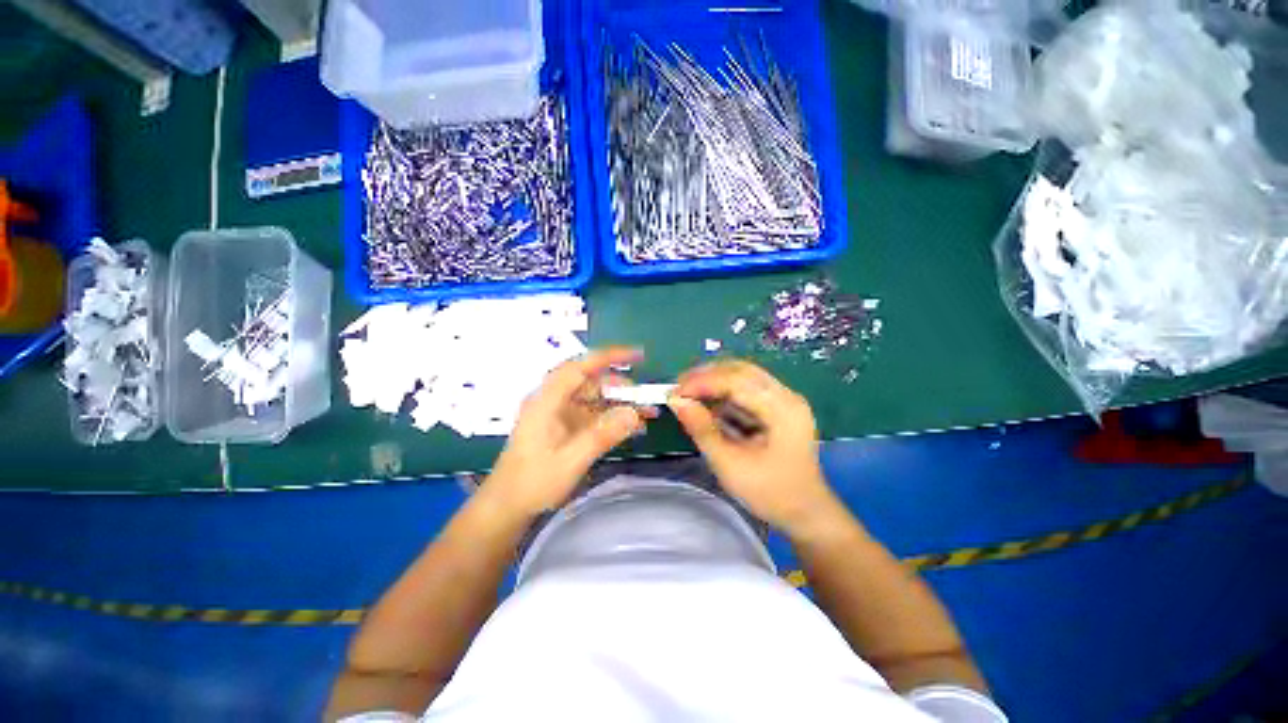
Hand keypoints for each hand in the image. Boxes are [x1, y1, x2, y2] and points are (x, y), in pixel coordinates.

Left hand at [485, 347, 648, 516]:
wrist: (507, 507)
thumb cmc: (533, 482)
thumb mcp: (571, 460)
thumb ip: (602, 435)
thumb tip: (634, 413)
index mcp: (547, 400)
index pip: (580, 367)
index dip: (609, 357)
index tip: (637, 355)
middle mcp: (553, 400)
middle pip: (590, 382)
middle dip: (620, 387)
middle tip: (646, 399)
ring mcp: (559, 414)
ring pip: (594, 398)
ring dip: (619, 404)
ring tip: (646, 413)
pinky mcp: (564, 426)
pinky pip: (592, 415)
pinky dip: (612, 418)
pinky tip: (631, 426)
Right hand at [669, 360, 838, 533]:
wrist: (805, 513)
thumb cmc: (770, 493)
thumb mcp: (730, 464)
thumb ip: (702, 429)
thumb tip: (676, 401)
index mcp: (782, 409)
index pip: (736, 381)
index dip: (702, 382)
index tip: (674, 392)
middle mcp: (786, 396)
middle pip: (741, 371)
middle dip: (706, 376)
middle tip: (678, 387)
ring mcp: (785, 400)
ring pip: (744, 376)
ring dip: (714, 381)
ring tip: (688, 392)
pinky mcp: (779, 407)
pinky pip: (747, 389)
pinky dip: (724, 392)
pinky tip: (707, 401)